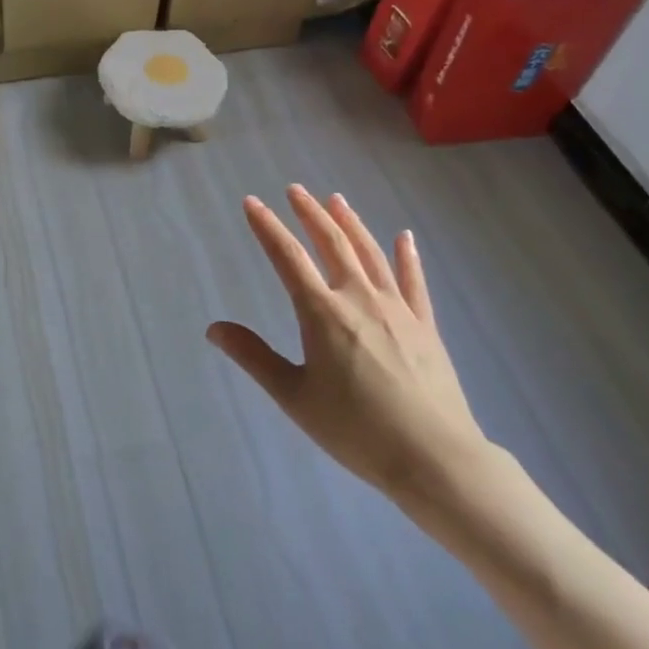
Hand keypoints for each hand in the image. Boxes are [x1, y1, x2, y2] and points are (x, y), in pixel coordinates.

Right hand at [208, 185, 490, 504]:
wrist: (435, 458)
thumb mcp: (294, 396)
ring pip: (370, 253)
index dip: (267, 227)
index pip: (288, 257)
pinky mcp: (426, 326)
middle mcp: (359, 298)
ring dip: (351, 223)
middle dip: (310, 213)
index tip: (251, 202)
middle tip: (295, 190)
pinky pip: (414, 282)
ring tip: (336, 199)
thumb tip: (213, 328)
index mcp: (322, 313)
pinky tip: (404, 237)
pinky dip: (407, 256)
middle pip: (332, 243)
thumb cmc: (356, 429)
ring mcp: (397, 309)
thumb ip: (254, 357)